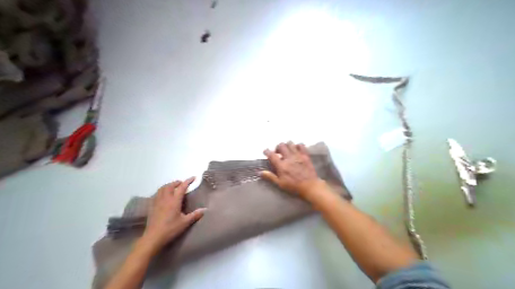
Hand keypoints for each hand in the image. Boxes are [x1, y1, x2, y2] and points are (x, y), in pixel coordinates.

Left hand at [140, 176, 205, 251]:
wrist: (153, 237)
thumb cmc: (171, 229)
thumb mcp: (185, 222)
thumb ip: (195, 215)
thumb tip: (205, 209)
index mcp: (174, 201)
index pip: (182, 187)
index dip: (188, 181)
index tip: (193, 177)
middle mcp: (165, 199)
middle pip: (170, 185)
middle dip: (177, 182)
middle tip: (182, 183)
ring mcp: (157, 202)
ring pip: (162, 189)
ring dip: (168, 185)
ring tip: (173, 187)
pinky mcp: (152, 207)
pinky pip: (156, 194)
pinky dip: (161, 191)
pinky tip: (163, 196)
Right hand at [262, 141, 324, 201]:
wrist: (310, 186)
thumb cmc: (294, 186)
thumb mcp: (280, 183)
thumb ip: (270, 177)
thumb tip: (260, 172)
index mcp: (281, 165)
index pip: (272, 155)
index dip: (267, 151)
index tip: (265, 151)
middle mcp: (289, 158)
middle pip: (281, 146)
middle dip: (277, 147)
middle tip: (277, 152)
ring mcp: (298, 156)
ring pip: (290, 143)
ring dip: (287, 145)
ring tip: (286, 150)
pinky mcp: (305, 155)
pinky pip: (301, 145)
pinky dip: (297, 145)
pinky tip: (296, 149)